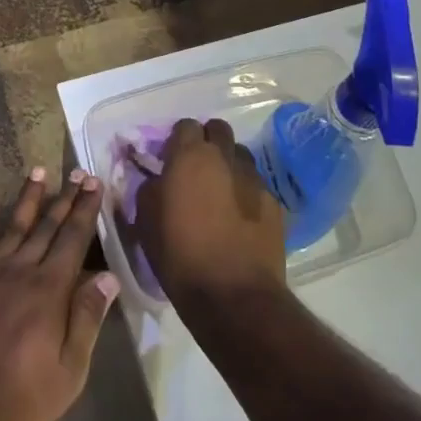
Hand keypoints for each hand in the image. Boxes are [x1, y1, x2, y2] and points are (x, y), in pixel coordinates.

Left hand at [0, 167, 120, 420]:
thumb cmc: (14, 400)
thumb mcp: (66, 374)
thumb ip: (86, 321)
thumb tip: (108, 277)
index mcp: (49, 291)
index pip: (73, 240)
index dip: (86, 210)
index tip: (94, 184)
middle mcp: (19, 271)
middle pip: (46, 226)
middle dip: (65, 198)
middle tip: (77, 172)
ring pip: (13, 226)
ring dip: (28, 198)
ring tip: (39, 171)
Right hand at [136, 118, 287, 310]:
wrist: (233, 295)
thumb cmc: (180, 254)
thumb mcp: (146, 219)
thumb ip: (150, 187)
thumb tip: (159, 179)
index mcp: (191, 156)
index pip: (185, 125)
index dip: (177, 140)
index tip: (169, 159)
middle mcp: (225, 158)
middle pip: (219, 130)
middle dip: (208, 142)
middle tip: (196, 168)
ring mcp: (255, 179)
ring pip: (240, 156)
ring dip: (229, 165)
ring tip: (220, 192)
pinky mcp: (275, 204)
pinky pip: (256, 185)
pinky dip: (246, 193)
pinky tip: (239, 218)